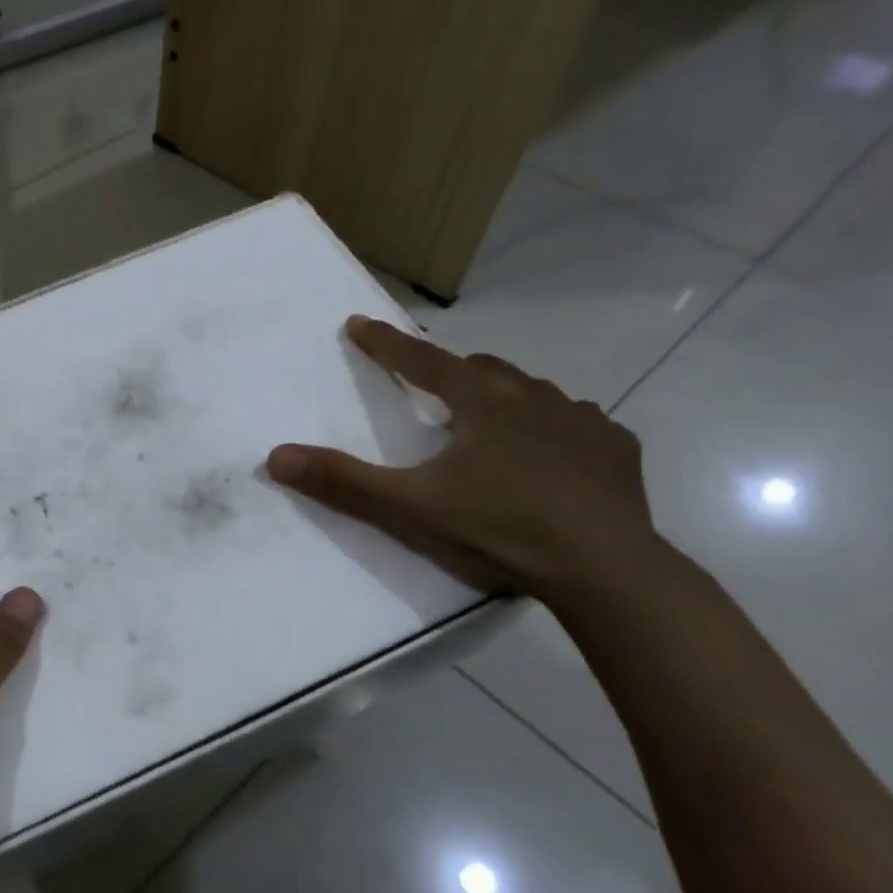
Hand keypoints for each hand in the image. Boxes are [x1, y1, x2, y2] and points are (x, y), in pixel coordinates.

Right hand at [267, 318, 660, 602]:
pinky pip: (577, 423)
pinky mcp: (615, 449)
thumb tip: (276, 456)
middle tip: (432, 390)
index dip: (386, 344)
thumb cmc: (500, 528)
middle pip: (482, 369)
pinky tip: (552, 454)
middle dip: (451, 372)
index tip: (359, 323)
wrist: (605, 569)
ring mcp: (581, 420)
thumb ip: (344, 480)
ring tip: (490, 423)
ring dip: (504, 397)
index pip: (422, 361)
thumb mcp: (410, 506)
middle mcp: (532, 396)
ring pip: (533, 391)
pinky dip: (554, 427)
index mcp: (481, 403)